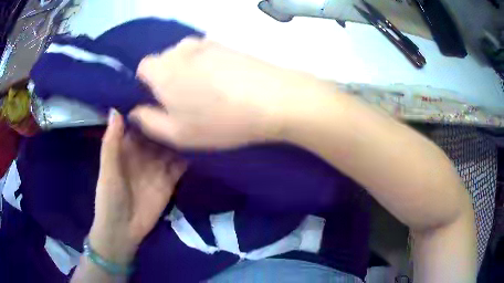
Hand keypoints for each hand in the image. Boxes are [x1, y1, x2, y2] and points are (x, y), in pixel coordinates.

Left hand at [89, 110, 185, 263]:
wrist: (123, 229)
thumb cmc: (110, 197)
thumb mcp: (108, 170)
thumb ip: (112, 142)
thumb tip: (115, 109)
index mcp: (127, 147)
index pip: (139, 123)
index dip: (147, 109)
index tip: (161, 90)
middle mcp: (144, 153)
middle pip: (158, 133)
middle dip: (168, 119)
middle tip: (186, 99)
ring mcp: (158, 167)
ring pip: (171, 146)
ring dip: (181, 135)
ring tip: (197, 117)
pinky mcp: (170, 180)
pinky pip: (181, 164)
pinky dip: (189, 155)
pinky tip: (200, 142)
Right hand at [130, 37, 326, 148]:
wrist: (273, 99)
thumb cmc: (220, 121)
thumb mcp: (177, 133)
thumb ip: (149, 121)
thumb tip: (135, 111)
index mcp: (162, 69)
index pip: (142, 68)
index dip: (147, 85)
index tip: (161, 101)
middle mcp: (180, 49)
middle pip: (164, 60)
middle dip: (167, 78)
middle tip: (187, 101)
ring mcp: (206, 43)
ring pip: (185, 57)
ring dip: (188, 72)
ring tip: (208, 92)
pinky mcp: (226, 44)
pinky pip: (205, 54)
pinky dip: (207, 66)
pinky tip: (224, 82)